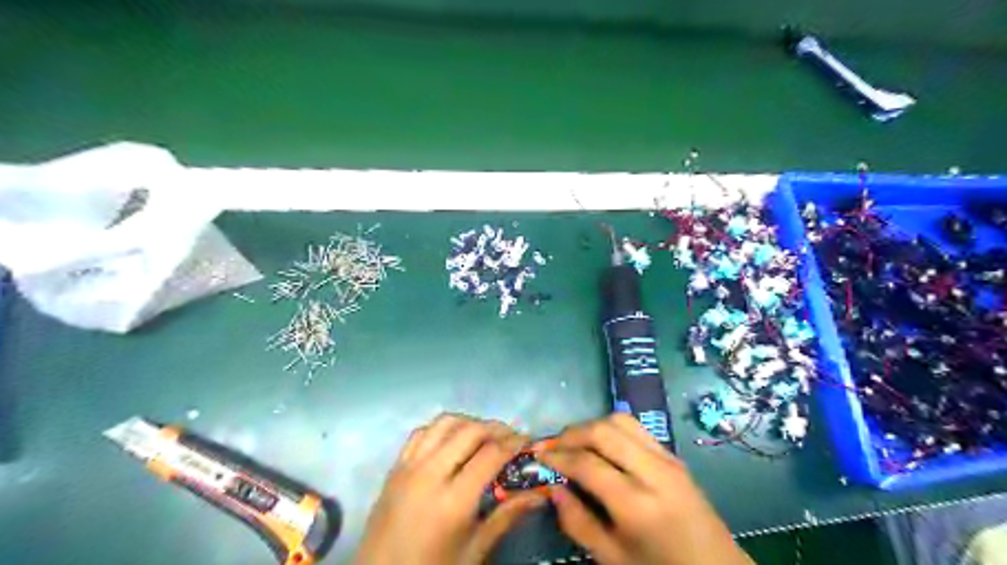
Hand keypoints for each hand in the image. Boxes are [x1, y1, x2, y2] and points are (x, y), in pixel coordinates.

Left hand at [352, 412, 546, 561]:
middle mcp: (430, 474)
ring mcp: (409, 467)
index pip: (491, 454)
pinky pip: (421, 432)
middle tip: (510, 438)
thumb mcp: (474, 550)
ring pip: (444, 423)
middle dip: (495, 428)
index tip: (527, 442)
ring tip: (484, 435)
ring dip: (469, 423)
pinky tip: (452, 441)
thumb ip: (507, 516)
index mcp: (453, 501)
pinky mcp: (395, 467)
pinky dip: (442, 428)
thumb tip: (540, 495)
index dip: (514, 443)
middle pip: (470, 430)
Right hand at [539, 410, 750, 564]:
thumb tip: (554, 487)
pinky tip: (601, 445)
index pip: (587, 464)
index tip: (538, 456)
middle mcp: (653, 472)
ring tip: (574, 443)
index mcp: (637, 505)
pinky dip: (611, 428)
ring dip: (592, 426)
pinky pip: (637, 428)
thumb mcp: (613, 559)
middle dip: (572, 433)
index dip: (558, 456)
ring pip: (621, 420)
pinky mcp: (674, 456)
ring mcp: (667, 459)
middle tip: (553, 446)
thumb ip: (578, 522)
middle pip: (604, 431)